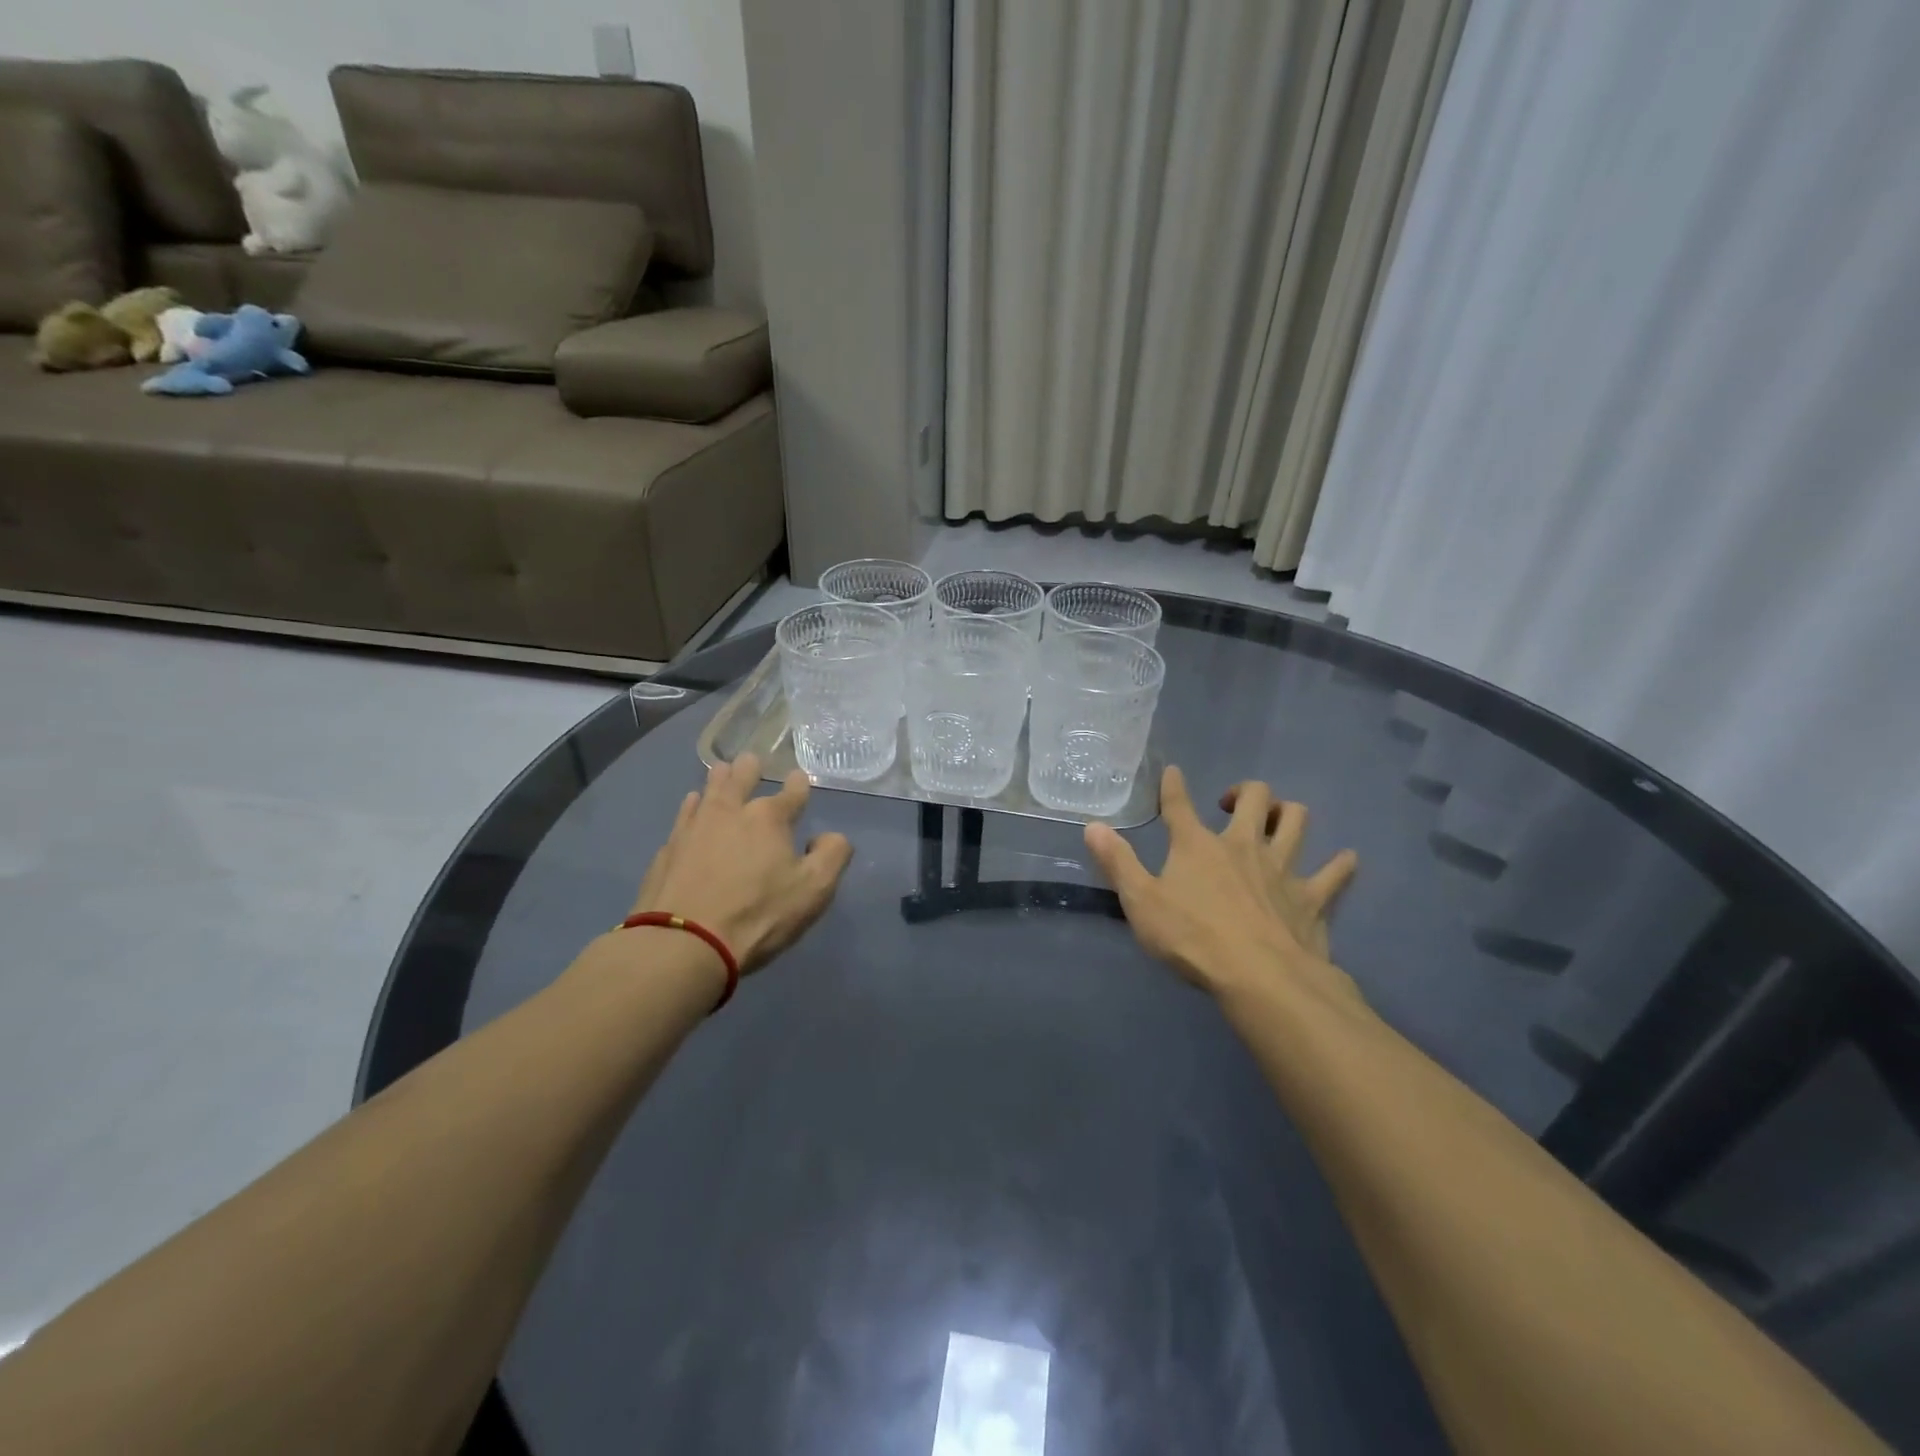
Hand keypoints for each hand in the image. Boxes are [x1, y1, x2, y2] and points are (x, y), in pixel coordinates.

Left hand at [629, 754, 852, 973]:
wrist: (683, 943)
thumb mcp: (814, 890)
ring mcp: (694, 828)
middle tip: (751, 760)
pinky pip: (684, 815)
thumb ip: (832, 855)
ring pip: (708, 790)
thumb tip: (827, 837)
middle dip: (750, 767)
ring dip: (719, 779)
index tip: (799, 779)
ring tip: (721, 770)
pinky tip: (692, 808)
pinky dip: (692, 807)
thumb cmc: (758, 915)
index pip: (792, 792)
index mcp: (770, 818)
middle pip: (741, 777)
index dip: (799, 784)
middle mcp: (731, 812)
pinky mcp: (669, 849)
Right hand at [1083, 765, 1359, 998]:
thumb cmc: (1192, 939)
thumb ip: (1117, 863)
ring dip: (1289, 813)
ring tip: (1279, 820)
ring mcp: (1283, 868)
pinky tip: (1344, 860)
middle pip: (1255, 798)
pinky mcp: (1313, 897)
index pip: (1178, 804)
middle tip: (1231, 805)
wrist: (1260, 978)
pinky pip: (1335, 872)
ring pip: (1297, 821)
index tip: (1173, 772)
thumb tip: (1092, 825)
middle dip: (1245, 792)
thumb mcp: (1140, 902)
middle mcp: (1243, 845)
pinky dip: (1341, 864)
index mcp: (1197, 845)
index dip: (1173, 785)